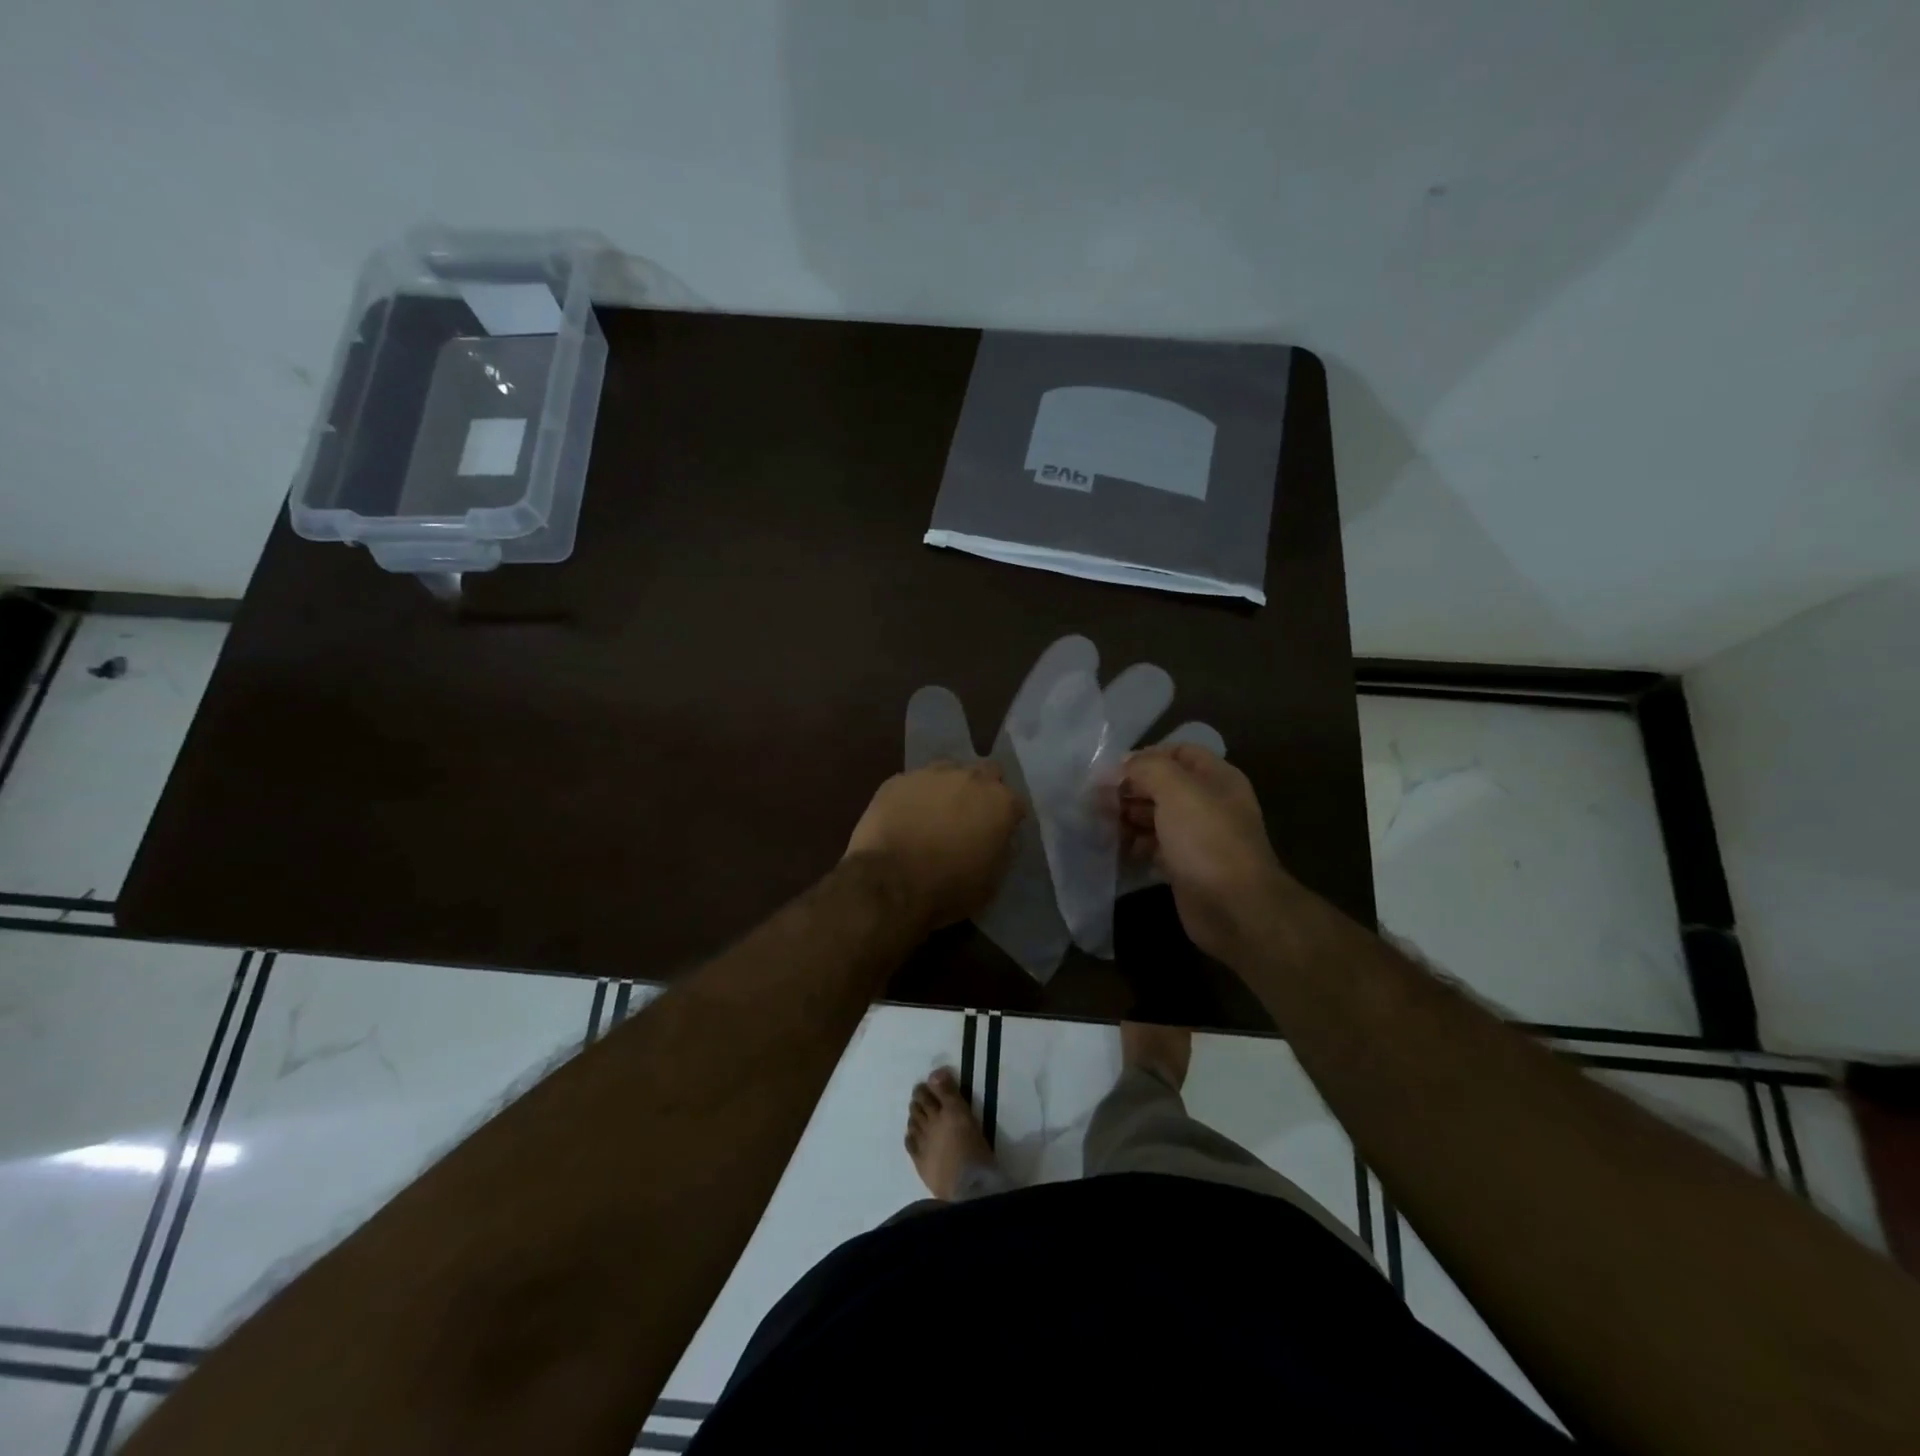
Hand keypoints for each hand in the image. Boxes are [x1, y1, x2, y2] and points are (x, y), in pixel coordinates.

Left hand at [846, 762, 1024, 929]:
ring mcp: (932, 774)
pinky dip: (916, 796)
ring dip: (949, 787)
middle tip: (971, 817)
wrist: (889, 881)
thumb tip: (999, 838)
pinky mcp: (898, 779)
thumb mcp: (991, 881)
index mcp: (1000, 802)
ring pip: (950, 770)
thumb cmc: (948, 887)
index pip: (1016, 802)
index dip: (1008, 819)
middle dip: (983, 790)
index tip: (999, 834)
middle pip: (987, 773)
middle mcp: (970, 778)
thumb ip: (1001, 850)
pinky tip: (906, 816)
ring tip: (936, 814)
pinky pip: (915, 782)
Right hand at [1120, 744, 1286, 962]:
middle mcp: (1208, 803)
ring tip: (1101, 824)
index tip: (1113, 771)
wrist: (1234, 908)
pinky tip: (1116, 848)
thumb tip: (1122, 765)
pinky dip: (1134, 845)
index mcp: (1215, 778)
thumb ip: (1147, 768)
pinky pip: (1154, 847)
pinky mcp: (1184, 866)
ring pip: (1155, 817)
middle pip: (1162, 785)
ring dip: (1128, 817)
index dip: (1145, 756)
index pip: (1178, 752)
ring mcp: (1197, 836)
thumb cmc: (1206, 839)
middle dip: (1130, 789)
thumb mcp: (1176, 790)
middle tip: (1097, 800)